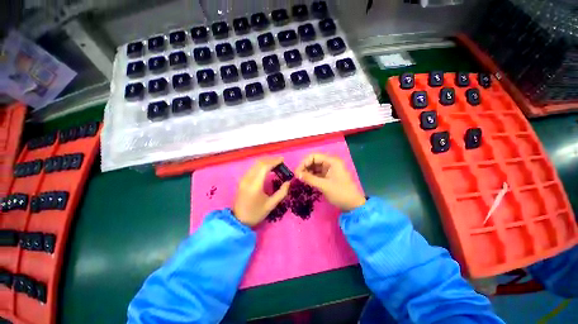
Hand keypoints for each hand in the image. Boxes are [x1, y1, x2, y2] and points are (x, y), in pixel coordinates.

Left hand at [233, 157, 289, 226]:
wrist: (238, 220)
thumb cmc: (255, 213)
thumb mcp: (271, 205)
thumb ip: (281, 193)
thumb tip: (288, 182)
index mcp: (255, 185)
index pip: (264, 167)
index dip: (274, 161)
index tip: (282, 160)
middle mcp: (247, 179)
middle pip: (259, 163)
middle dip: (271, 159)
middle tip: (280, 161)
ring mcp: (243, 179)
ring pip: (255, 164)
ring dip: (265, 161)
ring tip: (275, 164)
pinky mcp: (242, 180)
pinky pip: (252, 168)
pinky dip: (260, 165)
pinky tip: (267, 168)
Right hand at [296, 153, 365, 211]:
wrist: (353, 205)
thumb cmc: (340, 193)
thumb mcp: (324, 186)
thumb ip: (309, 179)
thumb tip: (297, 174)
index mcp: (332, 161)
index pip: (314, 156)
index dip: (304, 163)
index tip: (297, 172)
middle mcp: (330, 163)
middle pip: (313, 161)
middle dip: (305, 167)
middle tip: (297, 176)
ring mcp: (329, 169)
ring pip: (314, 167)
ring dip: (307, 172)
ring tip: (300, 179)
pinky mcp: (328, 176)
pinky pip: (317, 173)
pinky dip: (311, 176)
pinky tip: (305, 181)